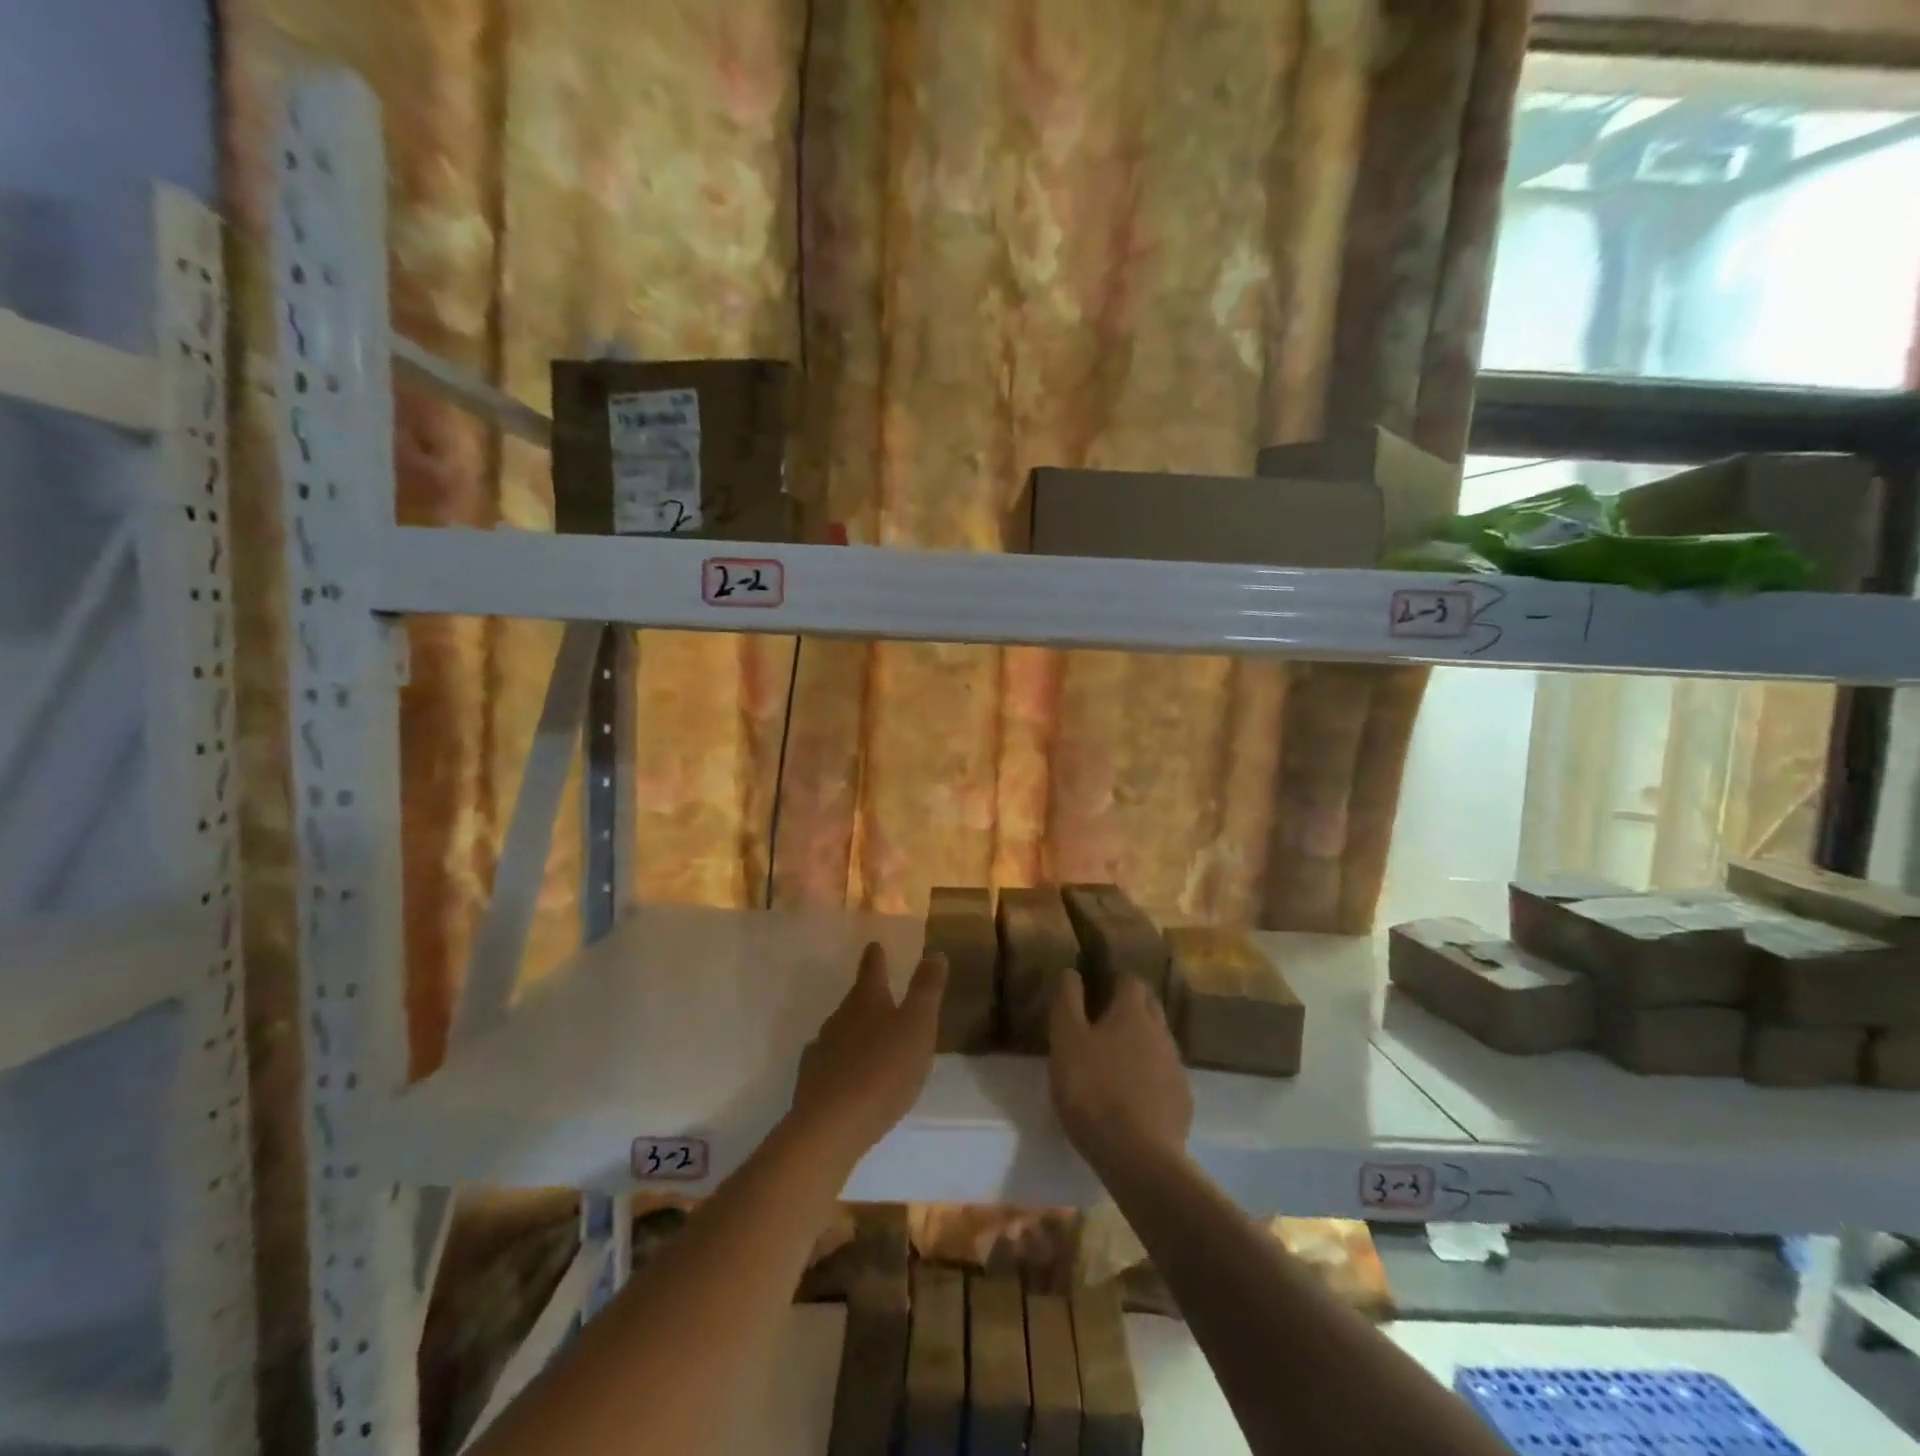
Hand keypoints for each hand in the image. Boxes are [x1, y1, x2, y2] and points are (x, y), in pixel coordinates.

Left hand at [790, 942, 945, 1169]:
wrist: (831, 1126)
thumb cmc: (883, 1070)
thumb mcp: (918, 1026)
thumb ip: (926, 990)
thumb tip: (934, 952)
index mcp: (867, 1000)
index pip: (872, 969)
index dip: (876, 957)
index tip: (875, 945)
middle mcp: (839, 1017)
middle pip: (855, 1000)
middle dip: (868, 996)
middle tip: (882, 996)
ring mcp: (821, 1049)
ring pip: (841, 1031)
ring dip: (855, 1031)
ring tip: (871, 1040)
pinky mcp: (811, 1081)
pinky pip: (830, 1062)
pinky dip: (842, 1062)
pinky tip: (848, 1075)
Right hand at [1048, 971, 1192, 1173]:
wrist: (1138, 1156)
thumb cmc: (1092, 1090)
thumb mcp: (1066, 1041)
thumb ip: (1067, 1001)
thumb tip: (1071, 971)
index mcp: (1132, 1013)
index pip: (1130, 980)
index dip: (1115, 978)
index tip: (1099, 985)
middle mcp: (1160, 1032)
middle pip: (1150, 1006)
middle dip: (1133, 1004)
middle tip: (1107, 1017)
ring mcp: (1175, 1067)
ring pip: (1159, 1041)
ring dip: (1141, 1041)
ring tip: (1118, 1057)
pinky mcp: (1182, 1101)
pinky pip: (1165, 1075)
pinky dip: (1150, 1075)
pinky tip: (1134, 1093)